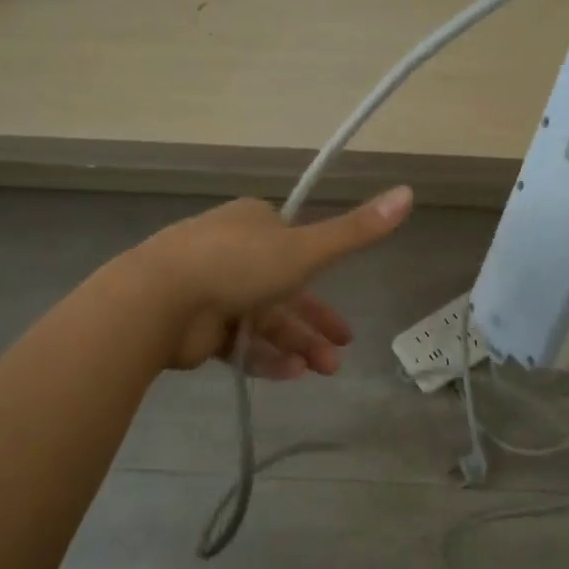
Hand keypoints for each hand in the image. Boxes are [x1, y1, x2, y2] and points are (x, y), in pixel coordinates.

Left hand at [136, 187, 413, 375]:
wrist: (159, 300)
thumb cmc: (237, 264)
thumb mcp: (306, 249)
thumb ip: (356, 231)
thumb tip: (410, 192)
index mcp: (255, 224)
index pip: (297, 248)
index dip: (324, 277)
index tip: (342, 300)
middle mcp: (233, 252)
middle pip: (284, 291)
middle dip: (314, 322)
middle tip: (341, 351)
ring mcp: (212, 290)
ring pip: (264, 321)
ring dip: (296, 345)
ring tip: (325, 370)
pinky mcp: (197, 327)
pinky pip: (240, 343)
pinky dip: (266, 357)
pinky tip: (292, 375)